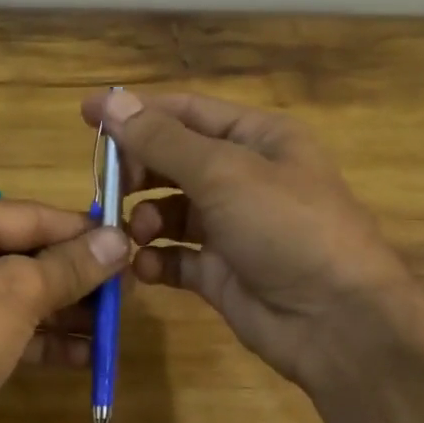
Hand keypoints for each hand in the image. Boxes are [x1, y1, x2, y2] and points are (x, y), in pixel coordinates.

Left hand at [0, 193, 128, 422]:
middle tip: (127, 290)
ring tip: (113, 325)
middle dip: (75, 276)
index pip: (29, 215)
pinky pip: (5, 331)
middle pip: (23, 255)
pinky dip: (42, 340)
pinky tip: (84, 356)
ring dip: (65, 312)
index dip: (81, 231)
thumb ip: (70, 265)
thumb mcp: (17, 293)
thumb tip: (119, 239)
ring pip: (17, 296)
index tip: (129, 242)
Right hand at [82, 90, 423, 390]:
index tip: (85, 117)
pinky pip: (176, 258)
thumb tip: (110, 101)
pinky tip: (146, 268)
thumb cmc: (287, 227)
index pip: (186, 112)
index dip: (136, 112)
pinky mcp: (221, 273)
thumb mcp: (224, 173)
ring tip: (136, 234)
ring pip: (170, 211)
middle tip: (109, 188)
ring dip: (145, 219)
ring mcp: (232, 228)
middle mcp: (244, 178)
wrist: (337, 321)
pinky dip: (156, 260)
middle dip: (139, 172)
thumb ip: (162, 140)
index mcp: (257, 139)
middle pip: (174, 161)